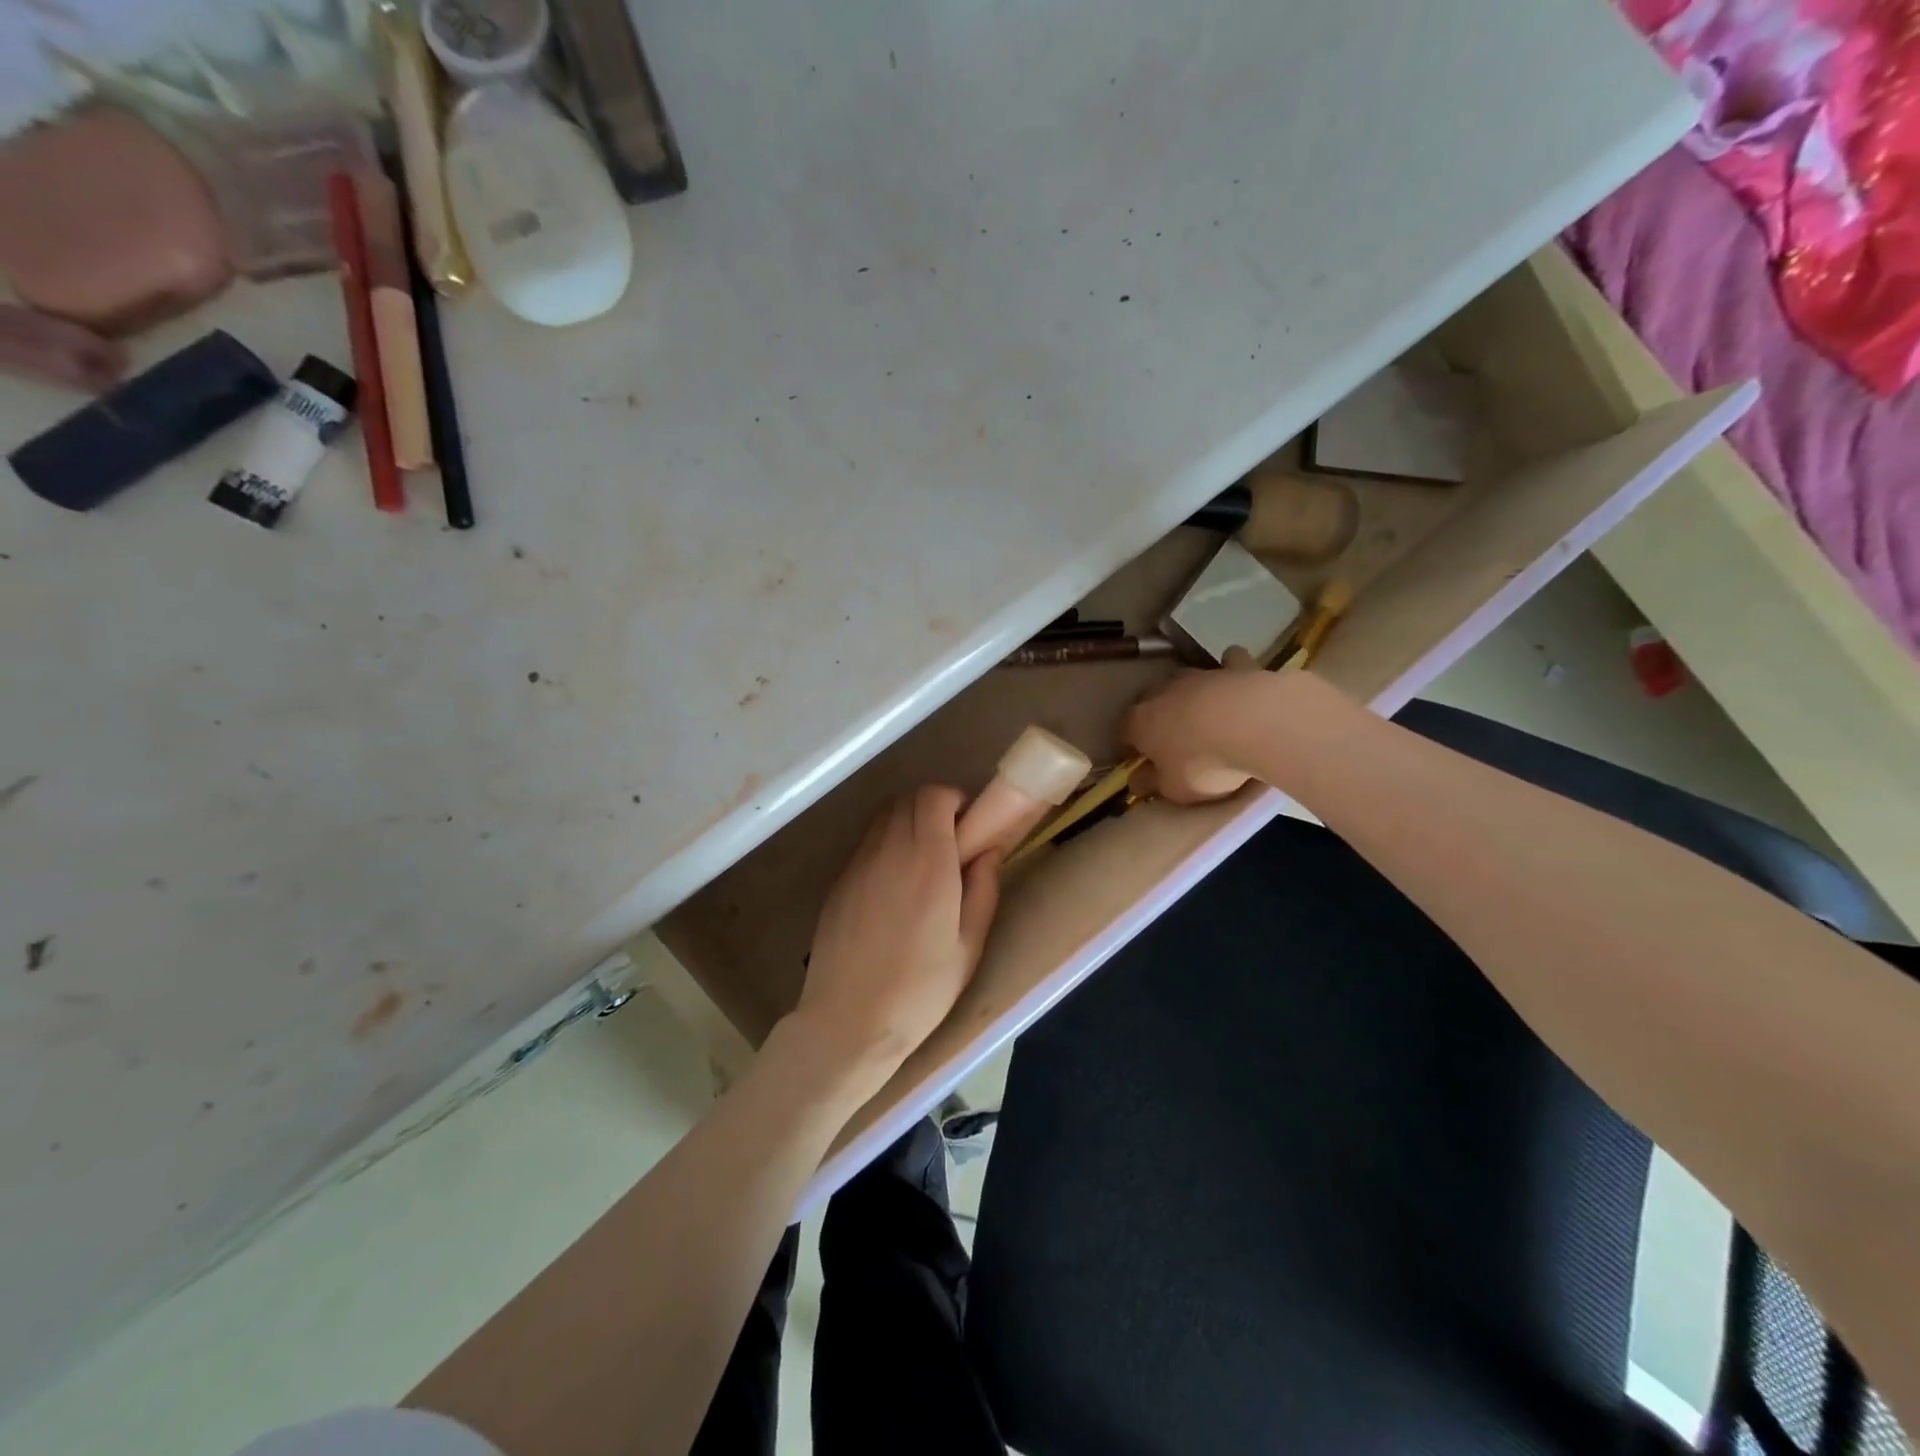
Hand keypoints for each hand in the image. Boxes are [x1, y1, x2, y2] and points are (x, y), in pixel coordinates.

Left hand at [794, 786, 1001, 1080]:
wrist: (849, 1021)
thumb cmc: (920, 990)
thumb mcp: (969, 946)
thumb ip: (983, 889)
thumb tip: (989, 851)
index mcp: (928, 862)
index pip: (933, 796)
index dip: (953, 799)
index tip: (968, 825)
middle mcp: (889, 851)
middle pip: (907, 799)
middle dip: (933, 807)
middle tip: (951, 842)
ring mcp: (858, 864)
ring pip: (883, 817)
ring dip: (907, 822)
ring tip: (923, 861)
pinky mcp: (838, 881)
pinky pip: (866, 843)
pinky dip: (884, 844)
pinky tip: (894, 884)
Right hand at [1124, 647, 1276, 803]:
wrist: (1255, 725)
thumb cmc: (1204, 763)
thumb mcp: (1174, 789)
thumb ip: (1152, 784)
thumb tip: (1136, 781)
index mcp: (1140, 721)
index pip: (1125, 733)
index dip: (1133, 749)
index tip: (1146, 764)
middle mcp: (1163, 692)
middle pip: (1152, 703)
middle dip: (1159, 719)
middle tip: (1176, 742)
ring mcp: (1199, 674)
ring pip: (1188, 682)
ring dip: (1193, 697)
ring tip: (1210, 718)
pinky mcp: (1235, 666)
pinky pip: (1229, 664)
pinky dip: (1231, 672)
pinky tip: (1238, 684)